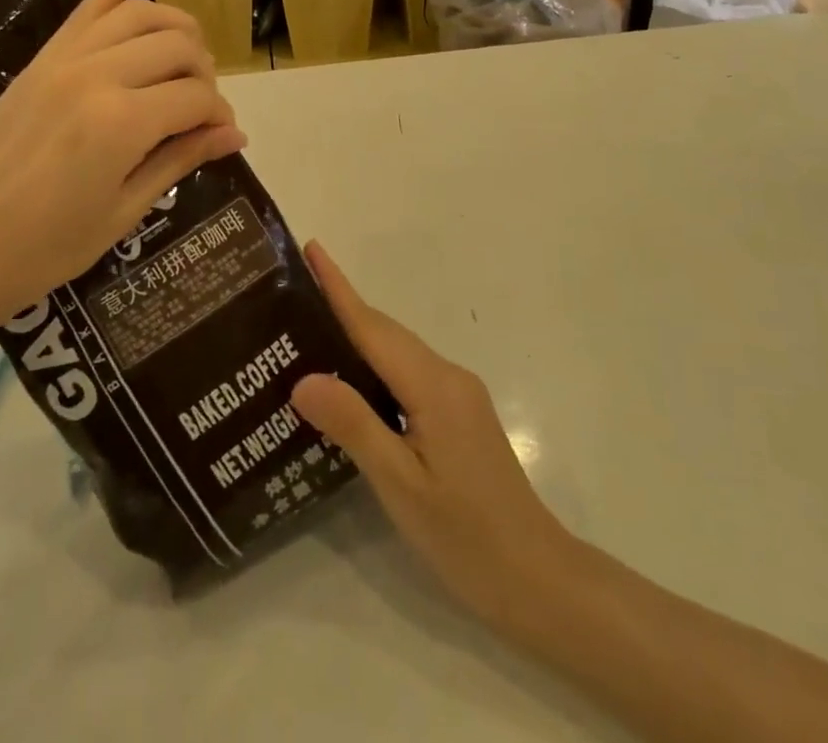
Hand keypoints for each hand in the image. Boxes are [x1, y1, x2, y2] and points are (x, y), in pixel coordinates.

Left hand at [0, 0, 246, 351]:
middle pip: (178, 46)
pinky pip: (84, 10)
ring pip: (139, 15)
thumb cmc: (43, 250)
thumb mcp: (122, 212)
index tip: (222, 137)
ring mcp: (64, 60)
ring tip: (186, 58)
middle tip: (200, 109)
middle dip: (204, 74)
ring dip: (176, 29)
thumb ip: (179, 160)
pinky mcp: (40, 59)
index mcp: (122, 122)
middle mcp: (97, 74)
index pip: (196, 98)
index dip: (219, 116)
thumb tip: (235, 134)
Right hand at [291, 243, 574, 634]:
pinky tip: (350, 383)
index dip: (338, 287)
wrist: (537, 579)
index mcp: (433, 385)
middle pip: (384, 333)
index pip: (372, 326)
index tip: (312, 249)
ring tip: (306, 333)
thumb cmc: (465, 536)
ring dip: (355, 337)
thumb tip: (302, 377)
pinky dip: (374, 366)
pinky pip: (408, 374)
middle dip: (340, 307)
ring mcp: (457, 394)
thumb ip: (353, 425)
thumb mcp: (401, 485)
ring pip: (396, 353)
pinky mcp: (459, 414)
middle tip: (290, 293)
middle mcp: (447, 376)